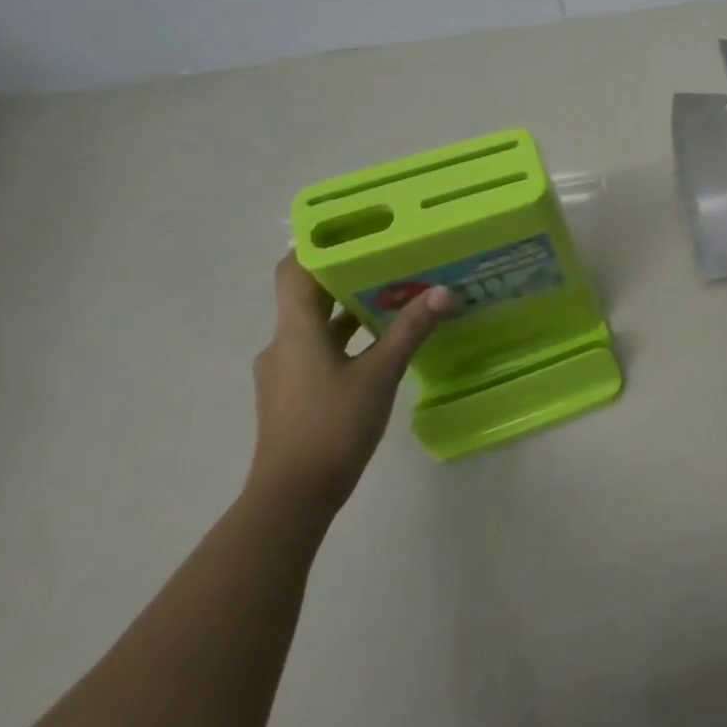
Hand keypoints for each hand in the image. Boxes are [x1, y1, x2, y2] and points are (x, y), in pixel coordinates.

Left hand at [248, 254, 456, 516]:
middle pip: (310, 295)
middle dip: (350, 276)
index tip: (357, 230)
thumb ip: (410, 330)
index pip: (294, 270)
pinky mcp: (294, 393)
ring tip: (397, 297)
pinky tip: (382, 345)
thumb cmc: (333, 426)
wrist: (293, 496)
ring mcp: (285, 371)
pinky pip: (321, 350)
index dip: (319, 246)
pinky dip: (348, 339)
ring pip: (318, 325)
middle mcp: (283, 343)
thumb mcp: (380, 374)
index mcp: (295, 330)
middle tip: (393, 259)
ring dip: (352, 310)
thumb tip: (443, 291)